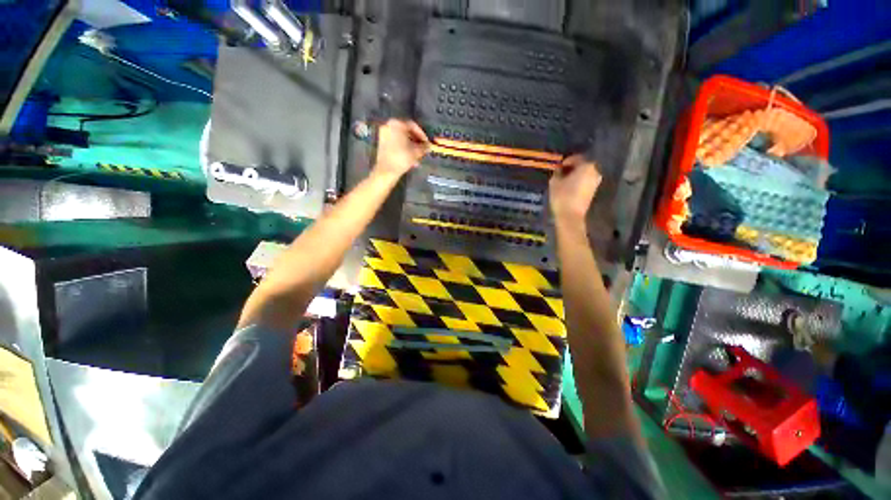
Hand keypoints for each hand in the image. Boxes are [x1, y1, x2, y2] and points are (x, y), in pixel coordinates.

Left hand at [373, 119, 429, 178]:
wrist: (386, 170)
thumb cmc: (402, 157)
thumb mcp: (416, 152)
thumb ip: (424, 147)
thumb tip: (429, 146)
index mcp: (397, 124)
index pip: (413, 126)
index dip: (422, 135)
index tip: (427, 143)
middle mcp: (389, 125)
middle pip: (407, 132)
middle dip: (416, 142)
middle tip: (423, 149)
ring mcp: (384, 134)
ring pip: (401, 139)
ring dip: (411, 146)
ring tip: (418, 156)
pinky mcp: (382, 143)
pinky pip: (396, 143)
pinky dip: (403, 148)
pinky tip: (410, 158)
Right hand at [549, 154, 601, 223]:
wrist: (571, 215)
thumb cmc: (562, 196)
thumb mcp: (554, 182)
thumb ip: (557, 172)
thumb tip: (559, 169)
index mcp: (586, 166)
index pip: (576, 158)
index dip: (566, 161)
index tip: (557, 166)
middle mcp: (595, 171)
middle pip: (582, 165)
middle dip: (572, 168)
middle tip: (561, 172)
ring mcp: (596, 182)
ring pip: (584, 174)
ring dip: (575, 175)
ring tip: (564, 180)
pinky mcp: (593, 191)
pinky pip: (585, 181)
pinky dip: (578, 181)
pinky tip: (569, 186)